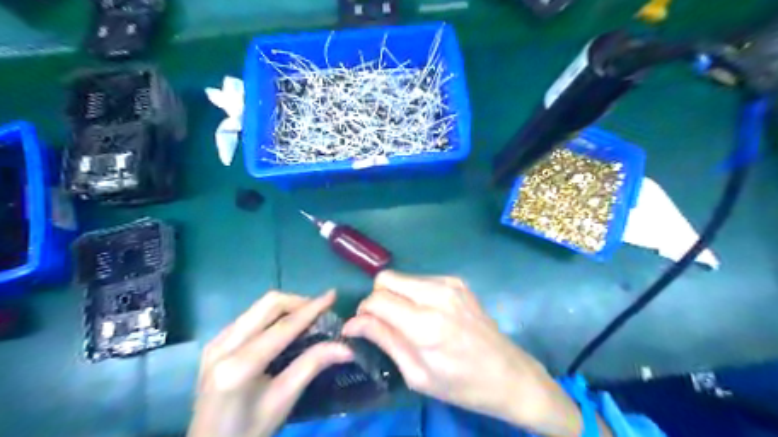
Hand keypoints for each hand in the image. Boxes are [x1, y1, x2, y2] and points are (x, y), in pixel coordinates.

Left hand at [190, 290, 354, 436]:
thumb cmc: (248, 431)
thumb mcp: (283, 400)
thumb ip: (312, 366)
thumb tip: (346, 347)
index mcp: (239, 366)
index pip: (283, 327)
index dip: (311, 309)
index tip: (332, 295)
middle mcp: (223, 345)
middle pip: (268, 304)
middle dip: (298, 302)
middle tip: (320, 312)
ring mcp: (215, 341)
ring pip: (258, 307)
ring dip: (286, 307)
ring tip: (306, 318)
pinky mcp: (214, 342)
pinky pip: (249, 316)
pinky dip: (271, 315)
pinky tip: (282, 329)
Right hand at [341, 272, 596, 434]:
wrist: (508, 373)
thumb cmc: (461, 384)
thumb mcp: (417, 374)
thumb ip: (384, 340)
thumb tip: (353, 324)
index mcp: (426, 324)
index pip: (377, 300)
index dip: (363, 312)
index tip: (361, 327)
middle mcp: (437, 295)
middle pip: (386, 278)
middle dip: (377, 298)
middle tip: (383, 322)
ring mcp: (449, 284)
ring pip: (402, 276)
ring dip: (395, 295)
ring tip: (406, 320)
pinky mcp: (457, 281)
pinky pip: (420, 279)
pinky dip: (413, 293)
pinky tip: (426, 313)